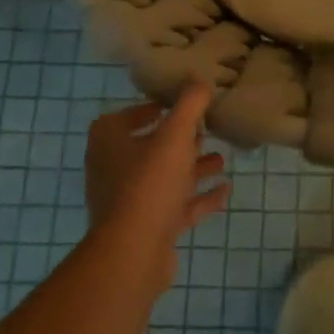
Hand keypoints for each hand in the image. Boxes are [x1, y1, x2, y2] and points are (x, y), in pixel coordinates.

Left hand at [84, 84, 229, 286]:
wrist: (133, 254)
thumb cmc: (149, 183)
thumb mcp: (175, 134)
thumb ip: (189, 104)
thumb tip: (200, 79)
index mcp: (108, 143)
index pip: (123, 117)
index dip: (148, 109)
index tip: (177, 106)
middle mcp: (113, 170)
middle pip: (148, 148)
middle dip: (179, 140)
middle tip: (206, 130)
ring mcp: (129, 203)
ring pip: (164, 179)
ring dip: (192, 168)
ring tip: (222, 159)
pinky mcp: (146, 229)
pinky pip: (176, 207)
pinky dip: (199, 198)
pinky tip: (225, 191)